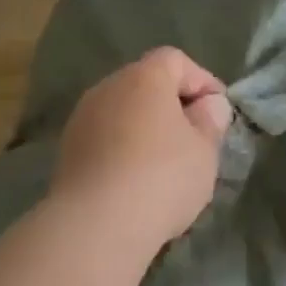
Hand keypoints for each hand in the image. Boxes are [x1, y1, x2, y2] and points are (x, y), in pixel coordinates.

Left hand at [51, 48, 232, 257]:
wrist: (96, 224)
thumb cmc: (162, 178)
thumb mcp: (204, 151)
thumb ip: (211, 121)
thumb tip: (209, 105)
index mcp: (144, 78)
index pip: (175, 60)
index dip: (201, 81)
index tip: (218, 112)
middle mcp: (107, 88)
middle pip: (145, 83)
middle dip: (172, 105)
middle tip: (195, 138)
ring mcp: (82, 118)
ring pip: (122, 112)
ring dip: (145, 128)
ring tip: (166, 163)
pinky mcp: (67, 150)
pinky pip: (105, 138)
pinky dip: (123, 148)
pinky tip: (136, 179)